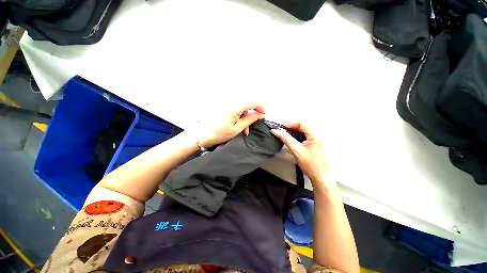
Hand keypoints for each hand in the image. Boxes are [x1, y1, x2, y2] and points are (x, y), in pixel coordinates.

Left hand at [197, 104, 265, 147]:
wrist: (204, 135)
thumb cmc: (219, 133)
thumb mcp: (238, 128)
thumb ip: (251, 119)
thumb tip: (261, 114)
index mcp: (233, 107)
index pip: (251, 102)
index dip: (260, 107)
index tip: (264, 113)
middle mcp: (229, 102)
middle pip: (246, 105)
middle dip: (250, 115)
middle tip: (249, 127)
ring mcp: (225, 104)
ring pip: (241, 108)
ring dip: (244, 118)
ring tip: (243, 129)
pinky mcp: (223, 107)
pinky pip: (235, 109)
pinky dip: (239, 116)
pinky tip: (238, 125)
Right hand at [271, 122, 331, 188]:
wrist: (319, 176)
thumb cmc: (310, 164)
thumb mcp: (296, 150)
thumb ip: (286, 139)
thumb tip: (276, 131)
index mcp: (316, 136)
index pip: (302, 123)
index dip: (291, 124)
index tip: (281, 127)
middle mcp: (318, 135)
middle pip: (303, 126)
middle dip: (292, 127)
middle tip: (282, 131)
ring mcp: (317, 140)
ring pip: (304, 131)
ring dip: (294, 131)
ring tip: (285, 134)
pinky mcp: (315, 143)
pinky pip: (305, 136)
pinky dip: (297, 136)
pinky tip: (291, 139)